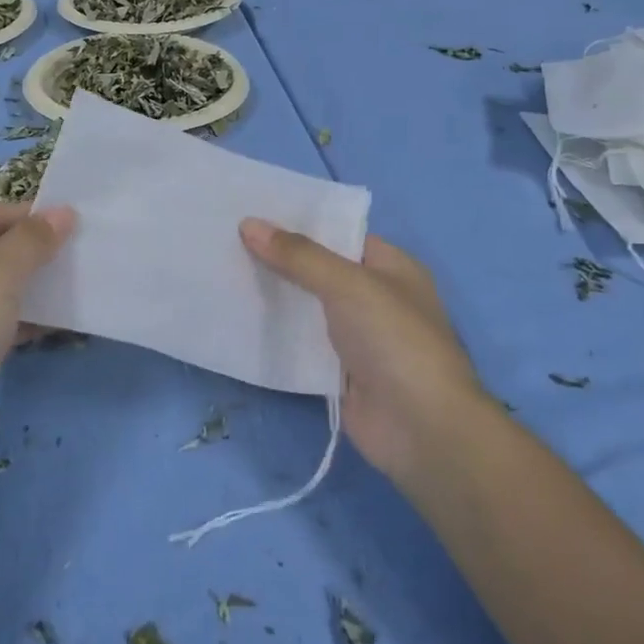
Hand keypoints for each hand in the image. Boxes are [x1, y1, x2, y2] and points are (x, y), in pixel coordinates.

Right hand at [241, 218, 487, 482]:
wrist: (421, 429)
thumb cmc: (394, 340)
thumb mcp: (348, 284)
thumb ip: (299, 256)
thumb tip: (249, 223)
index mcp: (391, 267)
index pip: (340, 234)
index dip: (299, 224)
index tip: (252, 214)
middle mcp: (375, 298)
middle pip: (319, 271)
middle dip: (279, 260)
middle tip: (226, 242)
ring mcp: (357, 338)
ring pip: (307, 308)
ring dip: (274, 297)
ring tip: (222, 274)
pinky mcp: (338, 373)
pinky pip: (301, 345)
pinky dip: (275, 335)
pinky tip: (237, 320)